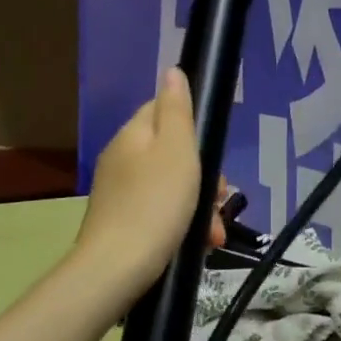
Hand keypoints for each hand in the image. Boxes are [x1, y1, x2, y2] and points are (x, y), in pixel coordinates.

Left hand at [75, 69, 228, 296]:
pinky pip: (163, 214)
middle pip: (173, 154)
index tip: (213, 154)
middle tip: (222, 198)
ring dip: (201, 207)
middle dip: (205, 176)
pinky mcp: (125, 224)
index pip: (163, 111)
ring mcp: (121, 194)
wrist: (118, 269)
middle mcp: (122, 160)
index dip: (193, 128)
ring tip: (215, 232)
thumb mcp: (176, 150)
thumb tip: (172, 71)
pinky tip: (200, 243)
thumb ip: (177, 110)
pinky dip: (184, 226)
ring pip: (173, 188)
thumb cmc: (156, 204)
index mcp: (132, 136)